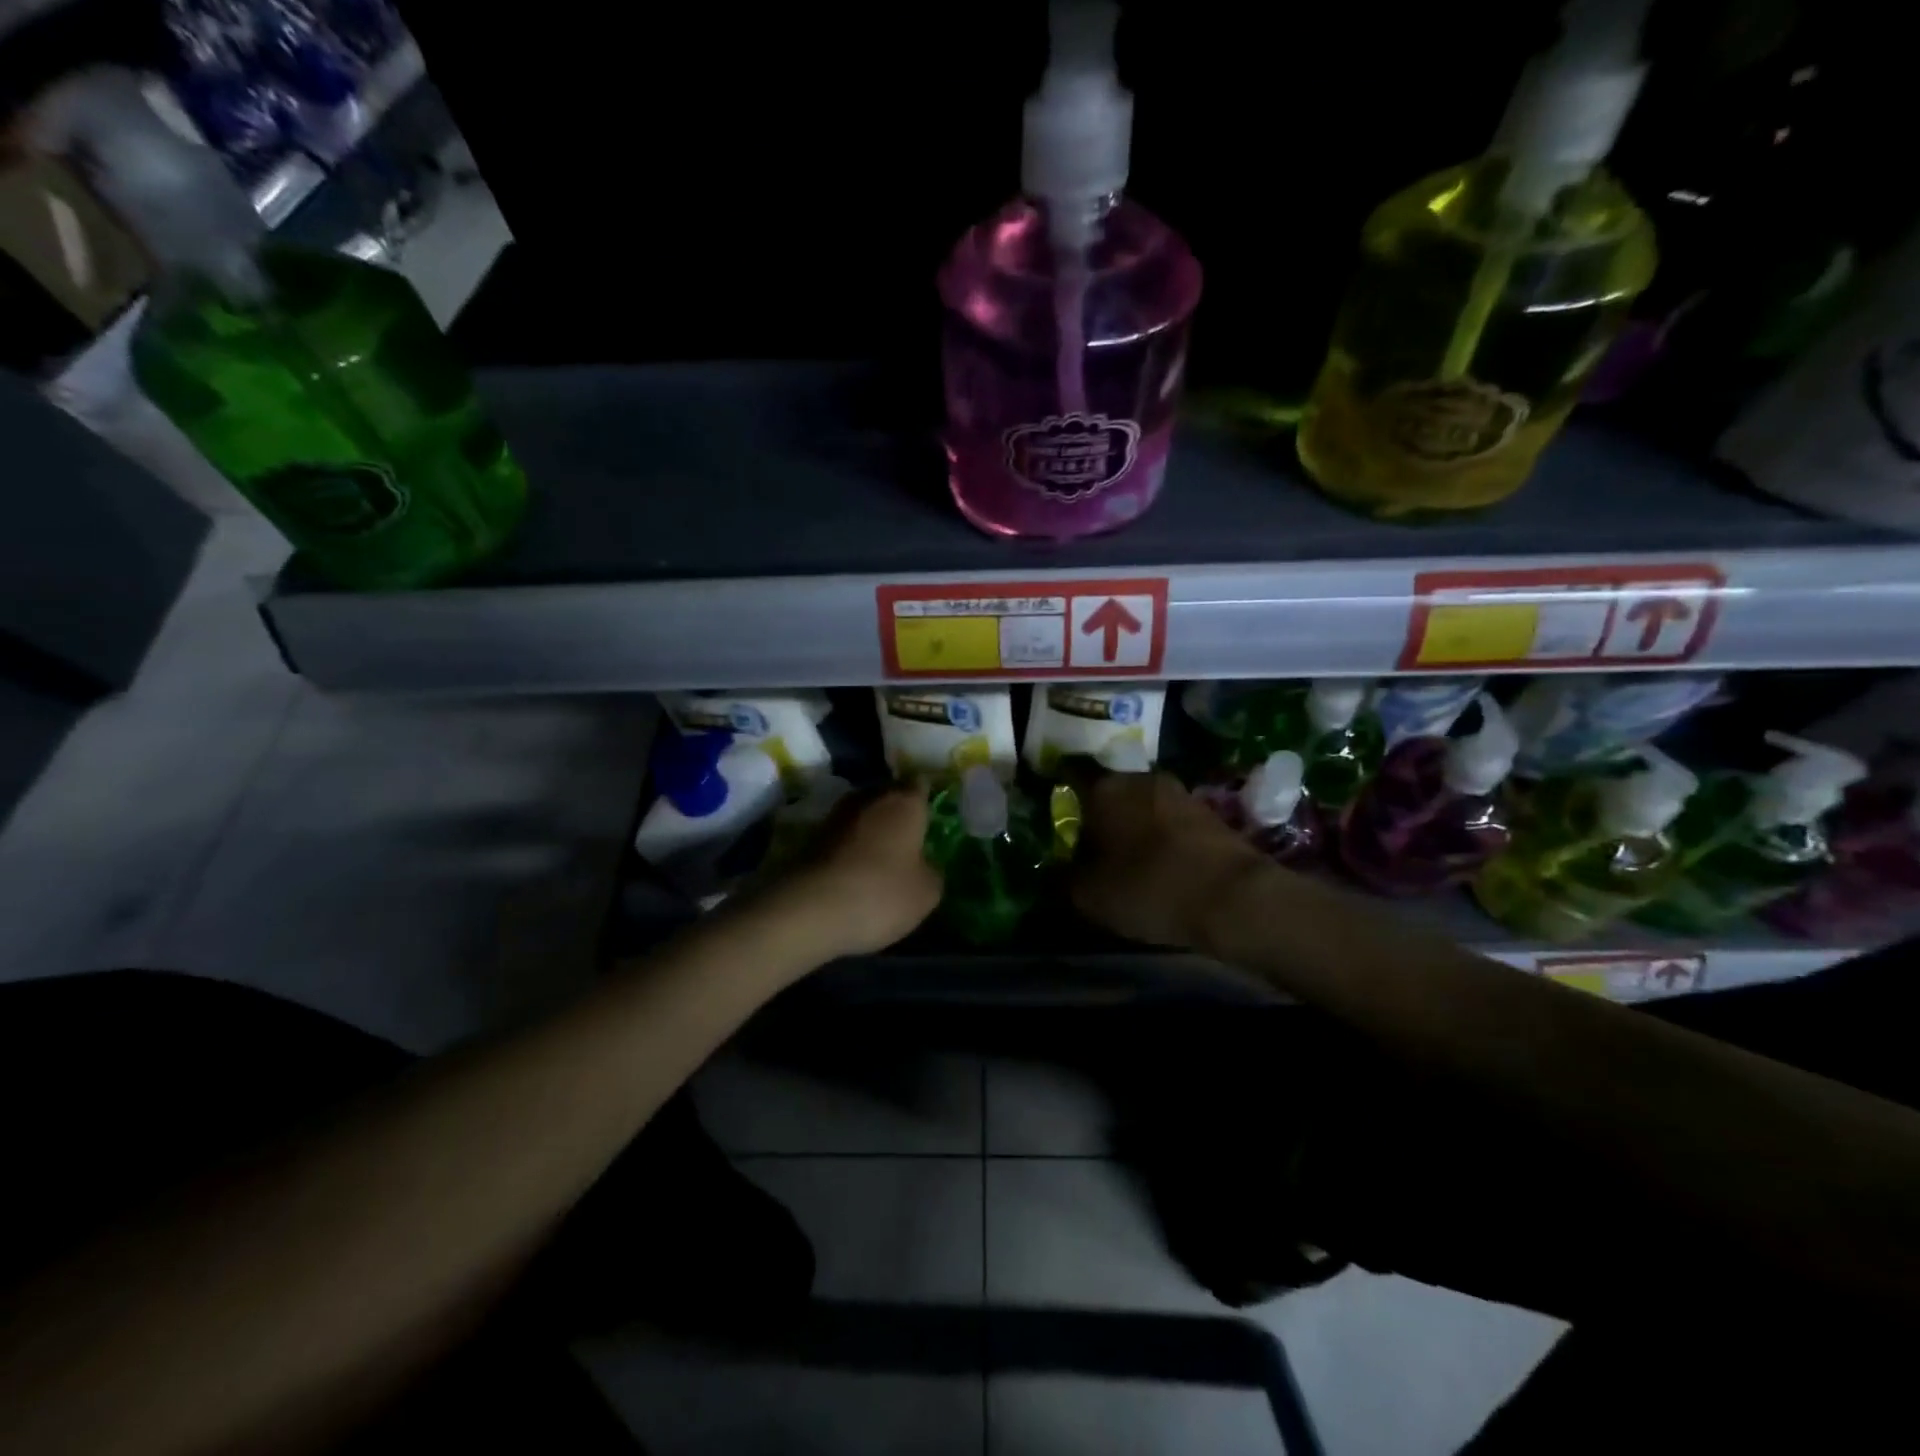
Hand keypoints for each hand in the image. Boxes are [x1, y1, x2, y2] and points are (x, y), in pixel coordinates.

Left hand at [772, 783, 942, 958]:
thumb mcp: (926, 892)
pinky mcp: (810, 838)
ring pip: (862, 815)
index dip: (926, 798)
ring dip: (871, 831)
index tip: (932, 814)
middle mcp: (869, 798)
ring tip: (882, 857)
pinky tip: (856, 871)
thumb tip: (924, 864)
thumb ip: (931, 870)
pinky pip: (842, 838)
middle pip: (888, 796)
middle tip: (910, 837)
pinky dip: (850, 849)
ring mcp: (835, 815)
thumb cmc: (881, 893)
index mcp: (904, 802)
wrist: (809, 909)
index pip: (920, 785)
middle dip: (897, 813)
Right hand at [1068, 769, 1266, 950]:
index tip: (1058, 830)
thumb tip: (1055, 870)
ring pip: (1142, 808)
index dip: (1062, 807)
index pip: (1070, 783)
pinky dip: (1161, 839)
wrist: (1234, 897)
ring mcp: (1179, 792)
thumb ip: (1063, 878)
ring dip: (1133, 828)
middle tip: (1091, 851)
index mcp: (1104, 787)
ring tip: (1127, 862)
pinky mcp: (1209, 813)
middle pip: (1109, 795)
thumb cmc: (1148, 888)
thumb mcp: (1089, 896)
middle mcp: (1140, 778)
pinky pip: (1170, 823)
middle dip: (1099, 819)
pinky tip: (1160, 867)